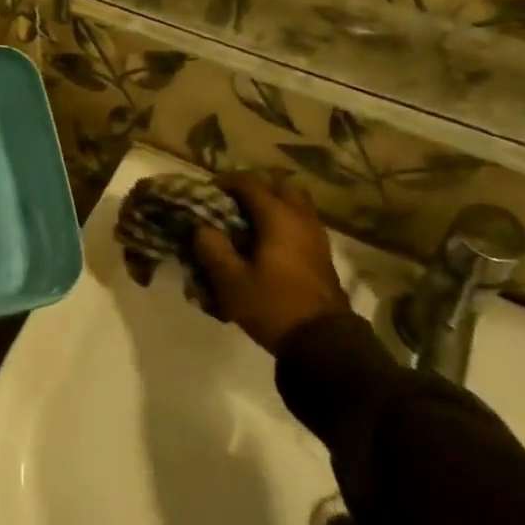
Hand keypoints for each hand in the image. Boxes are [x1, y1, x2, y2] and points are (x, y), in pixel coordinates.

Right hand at [193, 172, 350, 354]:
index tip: (208, 191)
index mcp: (277, 217)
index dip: (226, 182)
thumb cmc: (273, 305)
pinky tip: (270, 243)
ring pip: (295, 203)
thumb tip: (202, 228)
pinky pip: (302, 222)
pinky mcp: (322, 254)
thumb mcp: (231, 282)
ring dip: (273, 205)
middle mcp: (300, 218)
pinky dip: (285, 222)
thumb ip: (212, 249)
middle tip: (234, 203)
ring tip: (251, 222)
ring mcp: (316, 235)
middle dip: (255, 189)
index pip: (249, 183)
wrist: (322, 342)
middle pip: (279, 186)